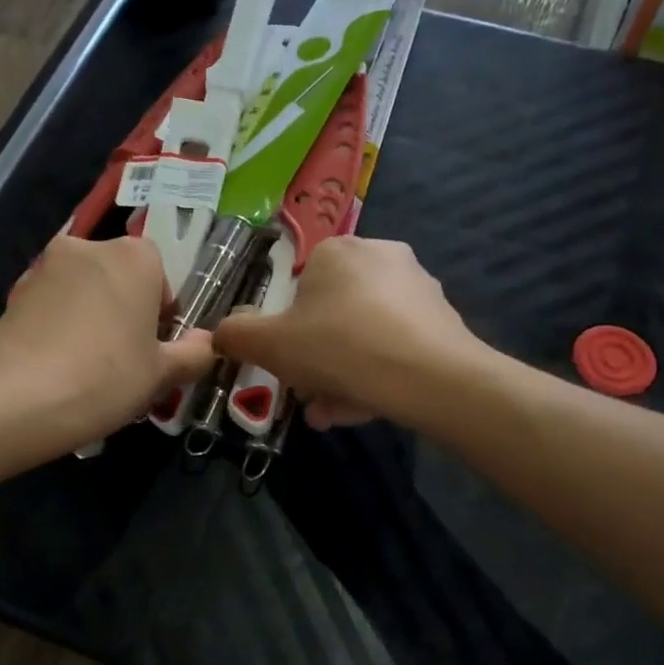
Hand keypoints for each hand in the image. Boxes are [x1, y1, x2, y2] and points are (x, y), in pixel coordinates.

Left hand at [0, 234, 213, 446]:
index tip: (155, 348)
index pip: (160, 274)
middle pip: (119, 278)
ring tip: (89, 369)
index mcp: (133, 257)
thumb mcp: (161, 374)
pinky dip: (60, 328)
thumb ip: (192, 354)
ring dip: (92, 318)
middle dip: (126, 311)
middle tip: (126, 360)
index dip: (162, 312)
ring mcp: (44, 268)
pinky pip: (52, 307)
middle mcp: (87, 248)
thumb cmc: (105, 378)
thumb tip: (205, 343)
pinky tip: (58, 368)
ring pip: (83, 292)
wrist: (16, 399)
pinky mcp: (13, 294)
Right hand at [211, 237, 481, 430]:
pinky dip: (375, 376)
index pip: (299, 289)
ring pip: (363, 337)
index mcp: (337, 250)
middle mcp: (380, 257)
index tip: (287, 366)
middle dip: (315, 362)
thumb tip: (220, 333)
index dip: (286, 332)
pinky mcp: (443, 320)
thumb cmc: (339, 347)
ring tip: (333, 415)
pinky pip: (394, 347)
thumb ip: (237, 336)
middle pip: (331, 317)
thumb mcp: (271, 345)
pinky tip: (367, 408)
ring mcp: (417, 288)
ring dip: (341, 376)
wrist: (431, 377)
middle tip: (309, 397)